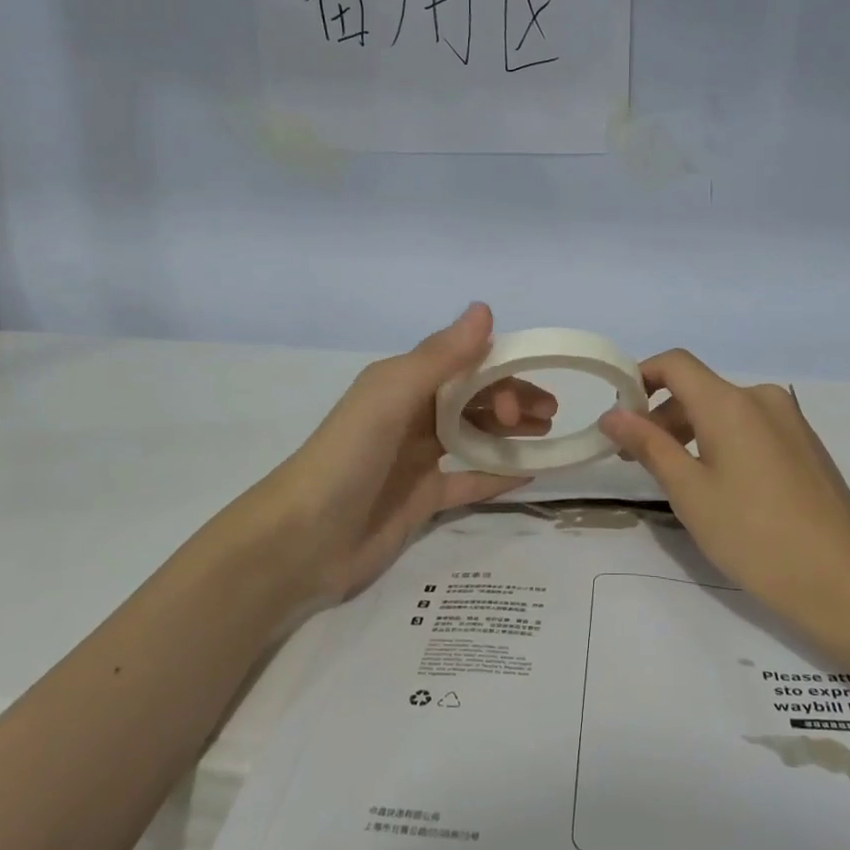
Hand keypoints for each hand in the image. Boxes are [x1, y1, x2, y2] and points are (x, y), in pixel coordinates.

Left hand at [252, 303, 555, 601]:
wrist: (302, 541)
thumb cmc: (348, 457)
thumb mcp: (392, 396)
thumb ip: (441, 356)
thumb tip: (484, 308)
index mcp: (404, 383)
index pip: (466, 366)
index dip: (501, 374)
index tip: (529, 396)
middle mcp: (413, 415)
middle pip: (475, 399)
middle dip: (513, 401)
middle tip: (546, 418)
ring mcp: (418, 458)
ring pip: (475, 436)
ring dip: (511, 433)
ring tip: (547, 438)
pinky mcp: (422, 498)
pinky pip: (469, 480)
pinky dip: (497, 475)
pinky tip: (529, 474)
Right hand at [599, 349, 849, 628]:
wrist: (843, 581)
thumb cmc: (754, 536)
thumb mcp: (689, 492)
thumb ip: (649, 445)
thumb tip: (612, 414)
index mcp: (730, 403)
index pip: (674, 364)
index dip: (640, 377)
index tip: (619, 414)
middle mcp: (762, 398)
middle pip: (699, 390)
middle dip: (661, 416)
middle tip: (637, 461)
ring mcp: (790, 421)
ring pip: (725, 411)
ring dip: (691, 433)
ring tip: (677, 479)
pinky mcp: (806, 444)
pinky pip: (752, 427)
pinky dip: (723, 442)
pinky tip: (722, 487)